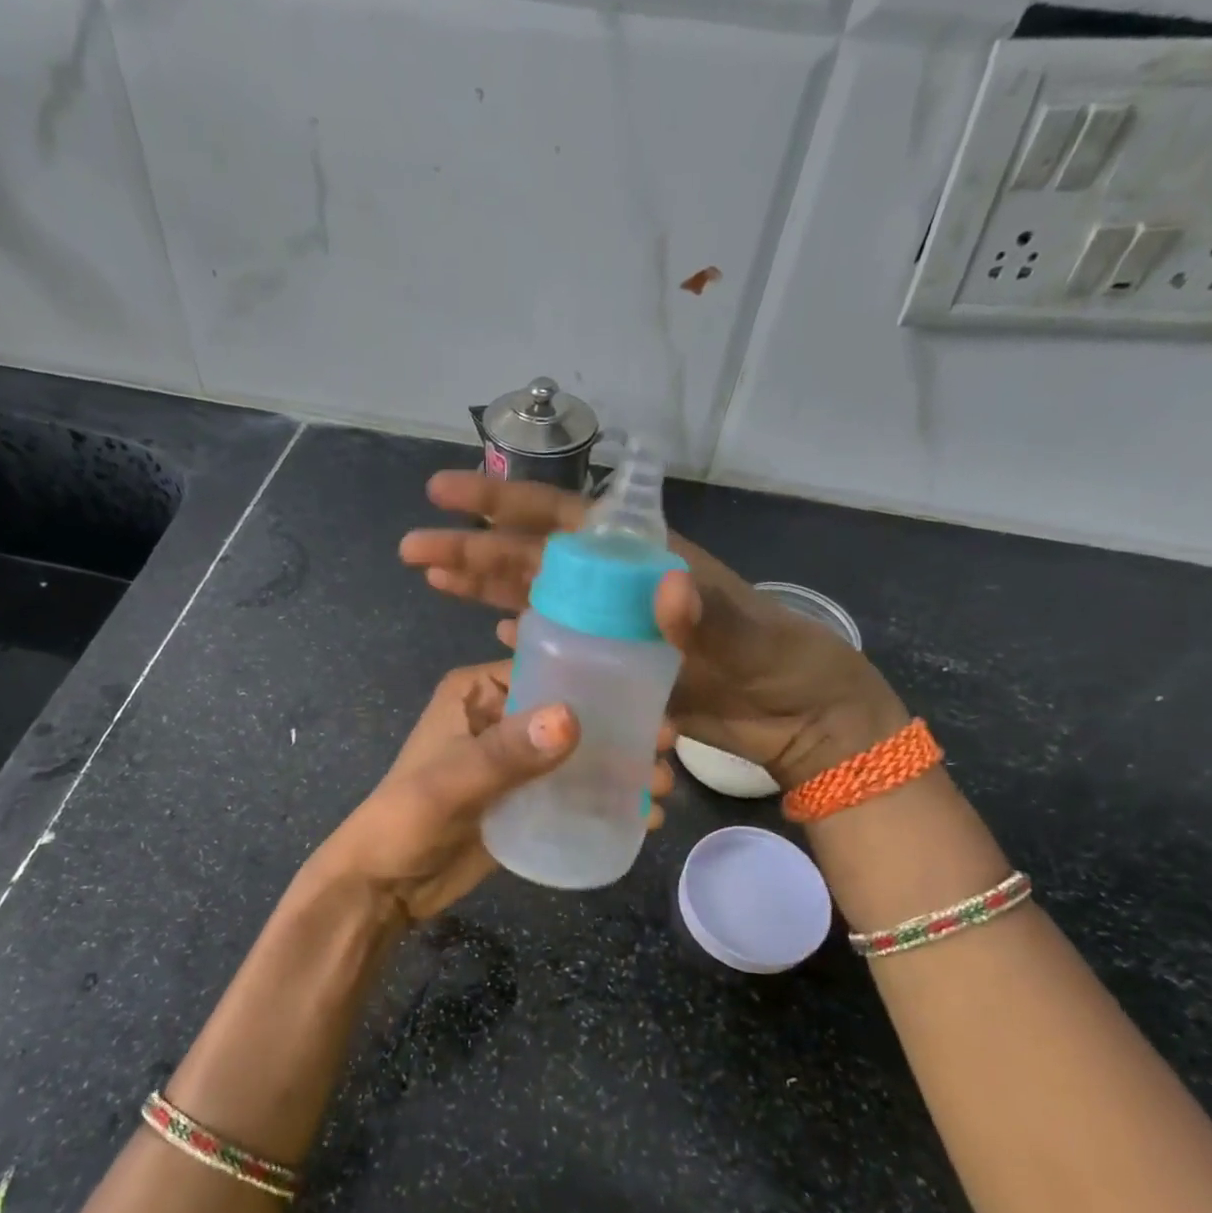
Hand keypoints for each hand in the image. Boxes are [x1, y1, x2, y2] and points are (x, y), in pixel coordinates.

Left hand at [303, 660, 674, 924]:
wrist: (384, 887)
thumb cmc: (406, 819)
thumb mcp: (453, 782)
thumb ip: (508, 753)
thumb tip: (572, 719)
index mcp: (476, 692)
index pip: (545, 668)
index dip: (595, 680)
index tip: (649, 697)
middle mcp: (500, 718)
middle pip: (569, 713)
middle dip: (618, 728)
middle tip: (666, 746)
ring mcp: (515, 763)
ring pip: (577, 753)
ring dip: (619, 766)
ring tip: (663, 788)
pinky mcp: (525, 801)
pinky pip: (571, 790)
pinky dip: (604, 798)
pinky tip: (644, 815)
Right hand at [398, 472, 908, 787]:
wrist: (798, 718)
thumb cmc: (780, 662)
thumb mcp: (749, 636)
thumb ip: (706, 617)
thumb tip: (663, 588)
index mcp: (643, 557)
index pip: (561, 517)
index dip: (503, 502)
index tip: (445, 493)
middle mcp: (617, 583)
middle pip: (532, 556)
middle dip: (473, 548)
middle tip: (413, 550)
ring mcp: (610, 624)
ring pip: (534, 594)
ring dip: (484, 585)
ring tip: (432, 577)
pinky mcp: (612, 663)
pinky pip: (557, 640)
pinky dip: (524, 631)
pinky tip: (493, 627)